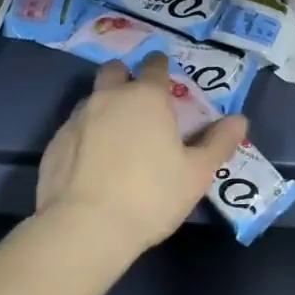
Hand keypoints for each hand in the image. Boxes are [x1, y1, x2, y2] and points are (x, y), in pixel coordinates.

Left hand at [36, 54, 247, 256]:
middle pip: (114, 70)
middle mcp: (109, 97)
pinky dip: (84, 137)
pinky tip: (91, 165)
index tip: (165, 79)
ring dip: (104, 107)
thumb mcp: (197, 173)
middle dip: (125, 77)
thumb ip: (220, 142)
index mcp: (146, 97)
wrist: (84, 229)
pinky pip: (73, 129)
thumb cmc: (150, 196)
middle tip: (137, 103)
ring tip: (115, 137)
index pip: (154, 65)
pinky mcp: (54, 144)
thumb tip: (240, 120)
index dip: (161, 68)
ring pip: (91, 99)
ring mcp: (77, 119)